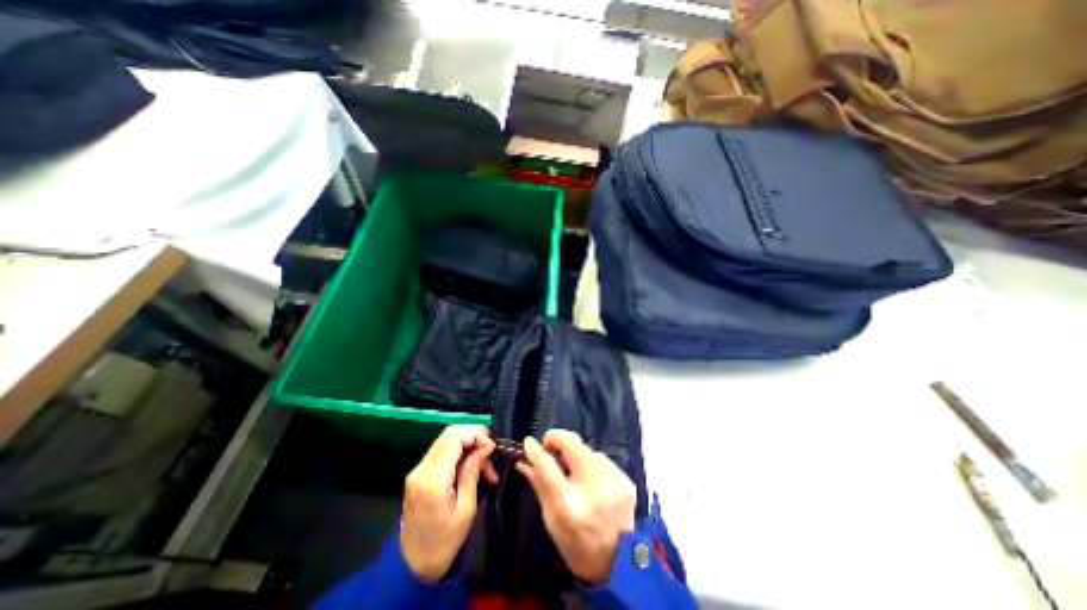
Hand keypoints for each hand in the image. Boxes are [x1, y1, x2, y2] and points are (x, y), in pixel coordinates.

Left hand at [401, 425, 497, 580]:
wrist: (413, 566)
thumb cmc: (445, 542)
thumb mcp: (466, 508)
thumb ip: (473, 472)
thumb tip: (485, 447)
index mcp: (433, 479)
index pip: (454, 438)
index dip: (475, 434)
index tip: (492, 447)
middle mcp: (422, 469)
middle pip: (449, 434)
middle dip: (473, 435)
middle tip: (491, 448)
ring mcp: (418, 471)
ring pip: (446, 440)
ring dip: (468, 444)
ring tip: (486, 463)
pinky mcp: (419, 475)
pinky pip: (442, 452)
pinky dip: (459, 453)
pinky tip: (472, 466)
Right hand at [517, 427, 637, 582]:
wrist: (620, 564)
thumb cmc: (577, 544)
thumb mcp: (551, 520)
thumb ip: (539, 485)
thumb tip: (524, 461)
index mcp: (569, 504)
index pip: (547, 465)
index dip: (535, 450)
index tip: (529, 442)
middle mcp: (592, 486)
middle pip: (571, 444)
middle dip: (557, 439)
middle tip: (549, 446)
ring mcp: (612, 479)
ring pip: (587, 450)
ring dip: (575, 454)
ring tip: (572, 470)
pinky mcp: (625, 478)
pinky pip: (601, 459)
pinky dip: (591, 464)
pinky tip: (590, 479)